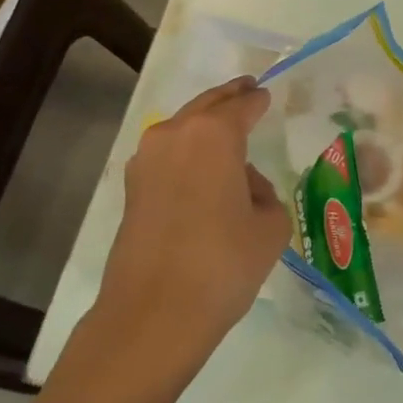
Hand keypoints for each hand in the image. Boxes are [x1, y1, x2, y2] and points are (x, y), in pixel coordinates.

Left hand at [93, 76, 291, 349]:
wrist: (155, 313)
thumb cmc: (224, 263)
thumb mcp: (270, 227)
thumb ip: (264, 194)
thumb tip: (242, 186)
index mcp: (214, 135)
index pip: (242, 105)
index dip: (257, 100)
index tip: (266, 93)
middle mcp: (174, 135)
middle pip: (206, 105)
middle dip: (228, 97)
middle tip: (247, 90)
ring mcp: (146, 161)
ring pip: (182, 128)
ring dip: (204, 125)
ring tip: (227, 133)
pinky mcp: (132, 189)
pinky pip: (167, 155)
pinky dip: (186, 152)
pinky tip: (201, 171)